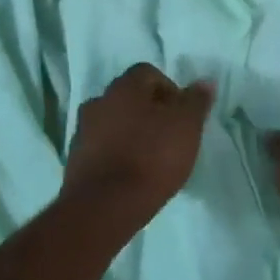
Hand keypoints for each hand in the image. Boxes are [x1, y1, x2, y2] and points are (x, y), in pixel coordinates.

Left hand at [64, 63, 213, 223]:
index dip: (170, 90)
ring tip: (150, 158)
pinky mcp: (75, 159)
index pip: (149, 73)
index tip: (182, 116)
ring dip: (130, 132)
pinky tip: (130, 174)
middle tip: (169, 136)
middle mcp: (99, 101)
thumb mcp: (187, 126)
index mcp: (124, 87)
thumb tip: (204, 81)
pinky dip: (115, 153)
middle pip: (129, 97)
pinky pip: (101, 147)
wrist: (104, 205)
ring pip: (113, 122)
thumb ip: (196, 101)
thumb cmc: (152, 157)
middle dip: (149, 111)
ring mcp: (83, 130)